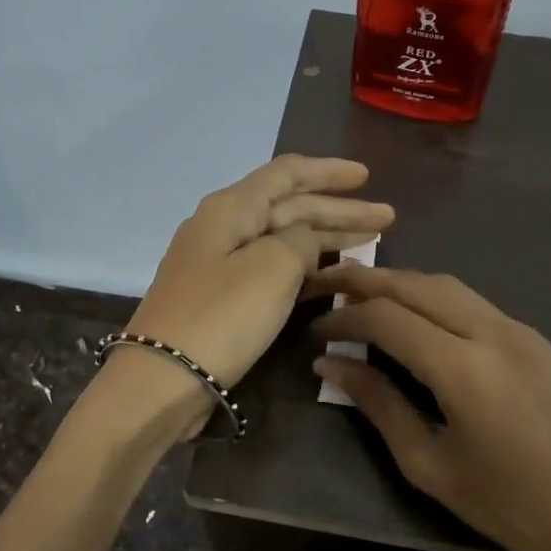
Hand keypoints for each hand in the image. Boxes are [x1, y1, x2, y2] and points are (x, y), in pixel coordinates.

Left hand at [115, 155, 393, 425]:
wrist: (163, 379)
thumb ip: (301, 240)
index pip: (287, 174)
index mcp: (231, 208)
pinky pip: (272, 270)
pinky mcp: (222, 299)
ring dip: (326, 240)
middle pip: (289, 207)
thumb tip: (306, 239)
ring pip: (283, 240)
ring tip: (369, 244)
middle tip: (387, 218)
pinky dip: (305, 270)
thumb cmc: (222, 316)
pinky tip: (334, 278)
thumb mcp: (272, 267)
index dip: (329, 172)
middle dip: (339, 211)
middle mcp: (223, 227)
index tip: (368, 176)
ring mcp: (220, 265)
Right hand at [308, 266, 550, 550]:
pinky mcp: (538, 340)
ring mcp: (522, 331)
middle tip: (326, 283)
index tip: (315, 331)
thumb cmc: (508, 506)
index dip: (344, 318)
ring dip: (402, 282)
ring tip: (363, 294)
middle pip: (417, 284)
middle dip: (366, 278)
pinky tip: (416, 318)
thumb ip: (378, 404)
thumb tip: (330, 364)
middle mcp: (493, 332)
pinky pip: (475, 303)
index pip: (387, 317)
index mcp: (463, 368)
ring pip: (449, 285)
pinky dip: (435, 299)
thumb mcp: (429, 464)